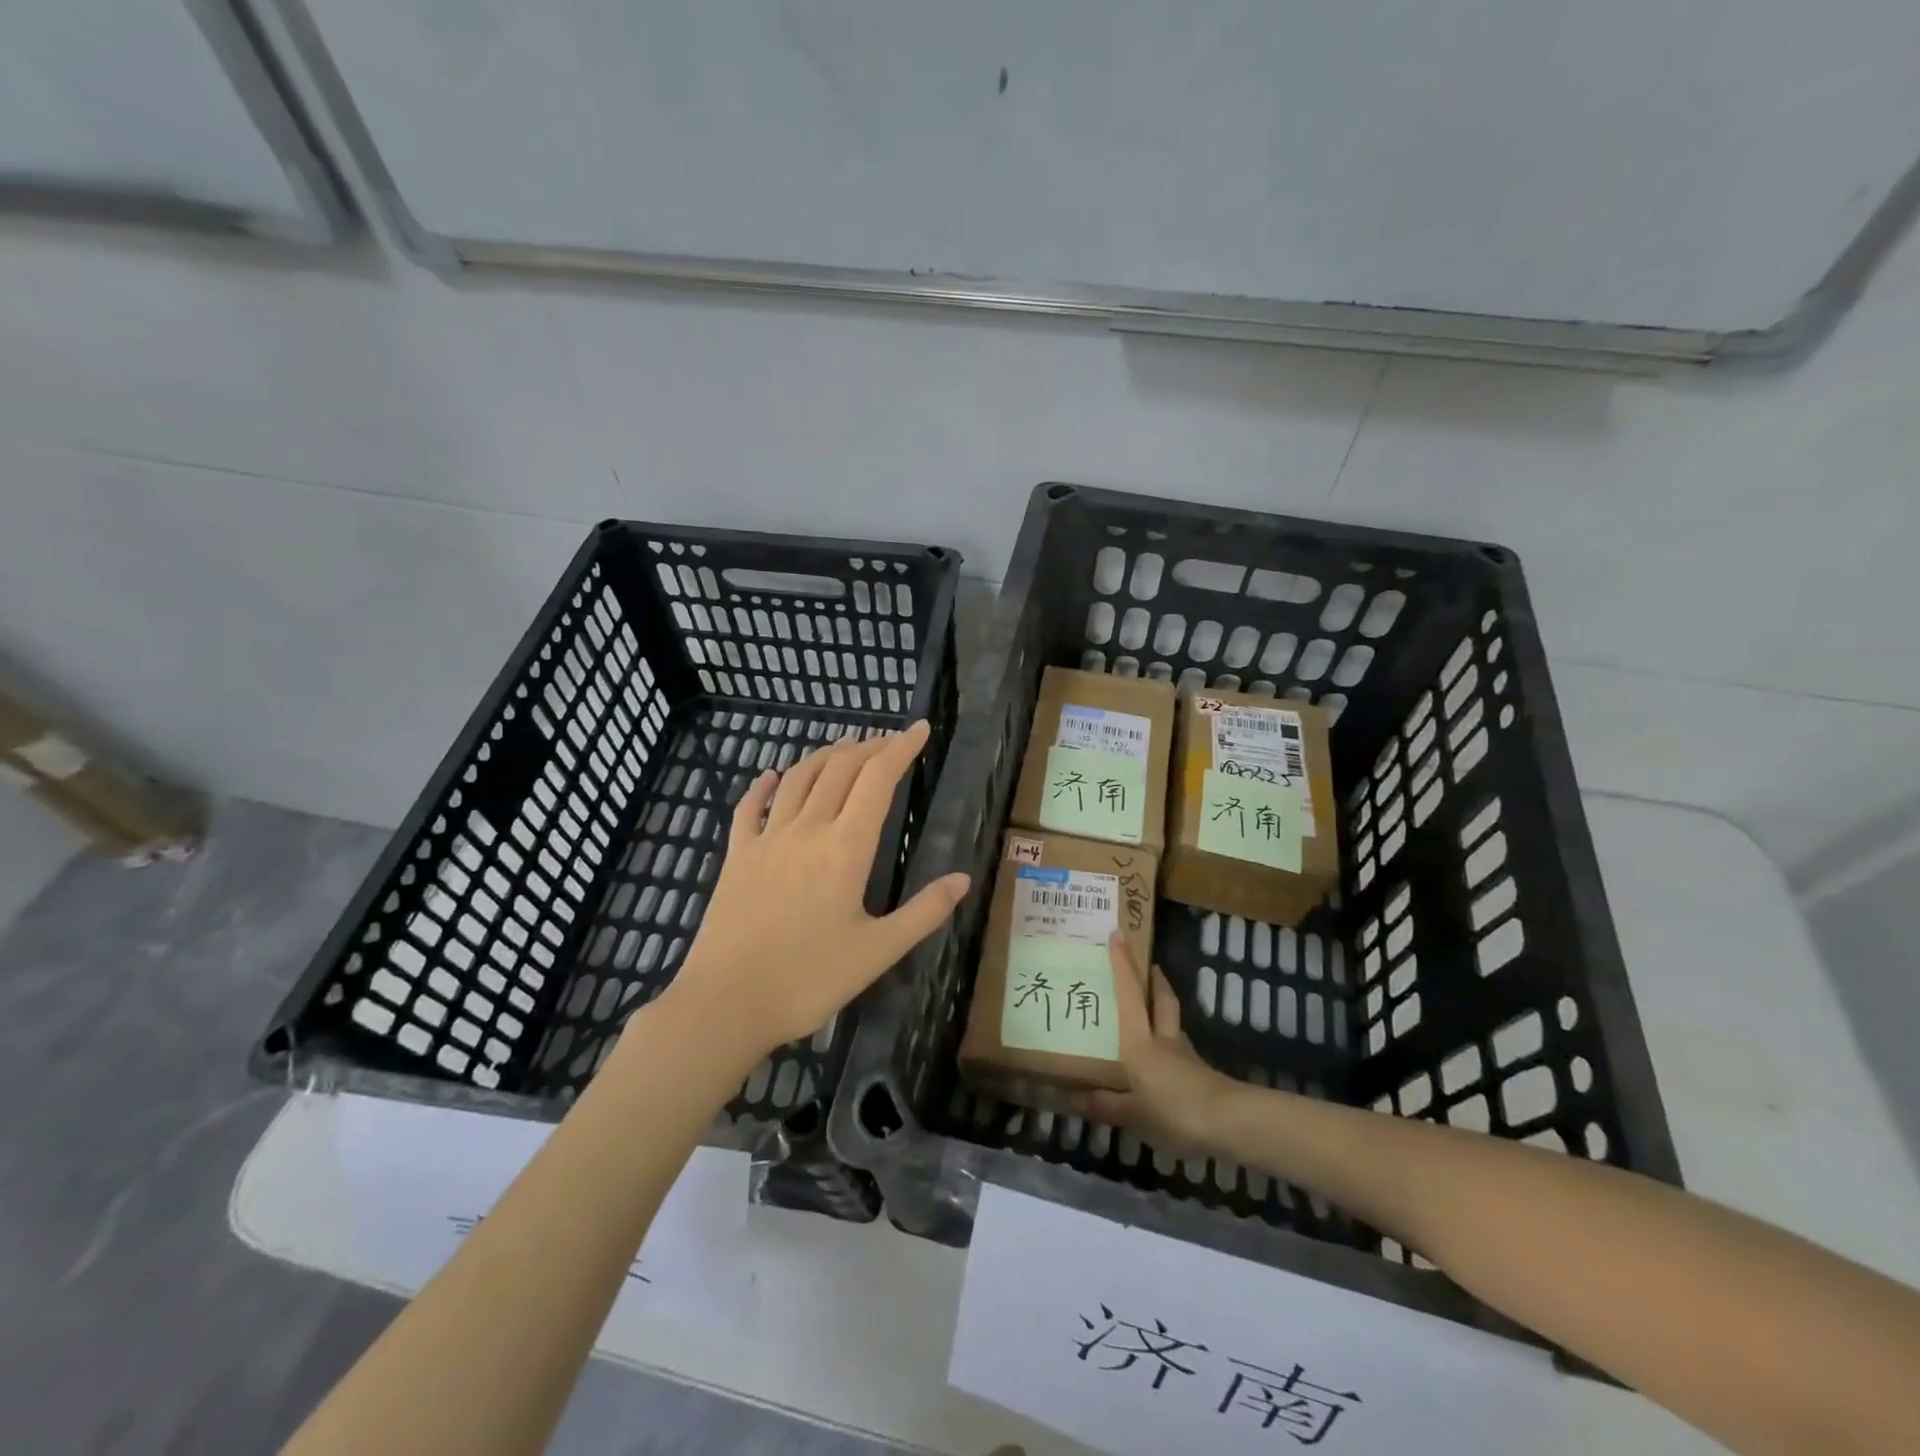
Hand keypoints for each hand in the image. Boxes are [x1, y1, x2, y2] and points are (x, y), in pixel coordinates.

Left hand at [656, 720, 968, 1069]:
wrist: (726, 1003)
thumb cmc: (808, 980)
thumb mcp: (878, 952)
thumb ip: (924, 912)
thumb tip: (962, 878)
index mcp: (845, 848)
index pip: (878, 780)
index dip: (901, 748)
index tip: (921, 729)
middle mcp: (806, 829)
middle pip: (840, 769)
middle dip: (869, 747)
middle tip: (890, 740)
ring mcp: (766, 839)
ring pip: (799, 779)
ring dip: (825, 756)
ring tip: (845, 747)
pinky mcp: (736, 856)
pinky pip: (750, 808)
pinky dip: (765, 785)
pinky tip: (772, 775)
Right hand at [1072, 933, 1238, 1155]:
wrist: (1230, 1124)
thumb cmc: (1174, 1110)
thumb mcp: (1133, 1114)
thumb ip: (1106, 1106)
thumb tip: (1073, 1099)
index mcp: (1139, 1043)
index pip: (1129, 995)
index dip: (1122, 965)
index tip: (1118, 935)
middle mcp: (1161, 1039)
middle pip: (1160, 998)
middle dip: (1152, 978)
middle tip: (1146, 963)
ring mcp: (1184, 1055)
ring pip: (1172, 1020)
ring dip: (1163, 1005)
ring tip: (1151, 1006)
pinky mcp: (1199, 1072)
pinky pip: (1178, 1047)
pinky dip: (1169, 1041)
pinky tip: (1163, 1057)